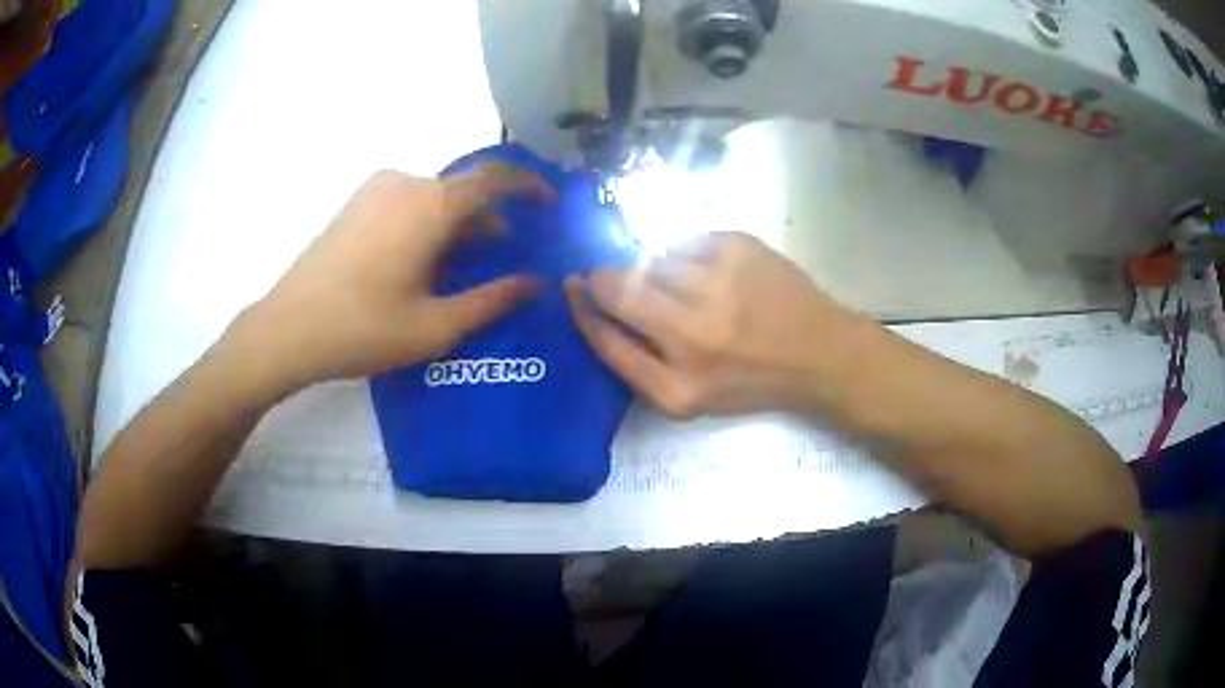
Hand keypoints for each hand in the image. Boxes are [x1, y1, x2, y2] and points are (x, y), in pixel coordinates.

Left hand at [237, 165, 551, 393]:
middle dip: (492, 213)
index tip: (548, 202)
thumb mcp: (436, 325)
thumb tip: (534, 284)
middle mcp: (406, 184)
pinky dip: (428, 219)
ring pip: (434, 195)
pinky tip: (421, 259)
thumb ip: (491, 300)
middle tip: (507, 250)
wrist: (288, 329)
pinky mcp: (354, 205)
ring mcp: (375, 191)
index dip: (528, 184)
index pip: (495, 176)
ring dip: (458, 220)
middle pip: (463, 187)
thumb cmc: (364, 329)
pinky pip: (406, 200)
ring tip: (464, 262)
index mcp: (432, 205)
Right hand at [565, 232, 867, 417]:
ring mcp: (720, 285)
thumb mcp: (691, 398)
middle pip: (619, 289)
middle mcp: (695, 336)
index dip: (581, 309)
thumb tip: (595, 305)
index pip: (605, 340)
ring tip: (675, 280)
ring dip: (649, 265)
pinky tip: (708, 270)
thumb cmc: (751, 380)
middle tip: (606, 275)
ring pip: (652, 257)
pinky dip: (685, 252)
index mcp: (678, 388)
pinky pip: (686, 240)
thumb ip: (638, 362)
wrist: (820, 352)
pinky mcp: (740, 248)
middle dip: (602, 277)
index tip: (573, 288)